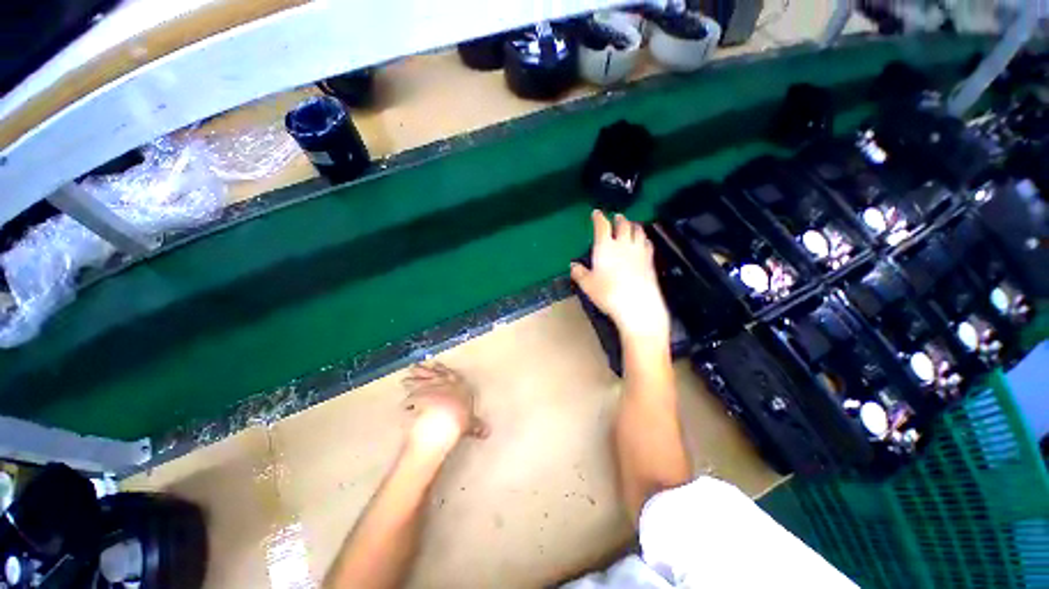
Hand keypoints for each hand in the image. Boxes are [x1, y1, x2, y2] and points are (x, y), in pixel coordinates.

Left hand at [402, 363, 488, 454]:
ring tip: (406, 379)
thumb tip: (486, 432)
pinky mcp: (416, 396)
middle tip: (417, 365)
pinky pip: (410, 395)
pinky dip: (407, 397)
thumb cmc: (460, 418)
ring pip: (419, 380)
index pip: (450, 374)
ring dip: (413, 379)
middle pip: (432, 374)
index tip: (437, 365)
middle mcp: (443, 383)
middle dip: (425, 370)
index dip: (443, 370)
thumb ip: (476, 426)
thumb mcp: (470, 423)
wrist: (443, 420)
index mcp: (458, 385)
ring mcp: (428, 388)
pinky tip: (403, 398)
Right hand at [571, 211, 670, 341]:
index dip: (599, 217)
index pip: (602, 226)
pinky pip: (648, 243)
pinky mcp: (650, 260)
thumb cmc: (608, 294)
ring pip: (638, 230)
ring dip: (633, 225)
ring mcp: (639, 251)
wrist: (637, 305)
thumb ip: (579, 273)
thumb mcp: (588, 285)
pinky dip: (644, 238)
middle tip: (616, 217)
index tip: (597, 213)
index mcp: (605, 247)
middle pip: (623, 224)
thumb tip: (573, 266)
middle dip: (619, 218)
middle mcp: (623, 244)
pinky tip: (643, 241)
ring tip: (630, 224)